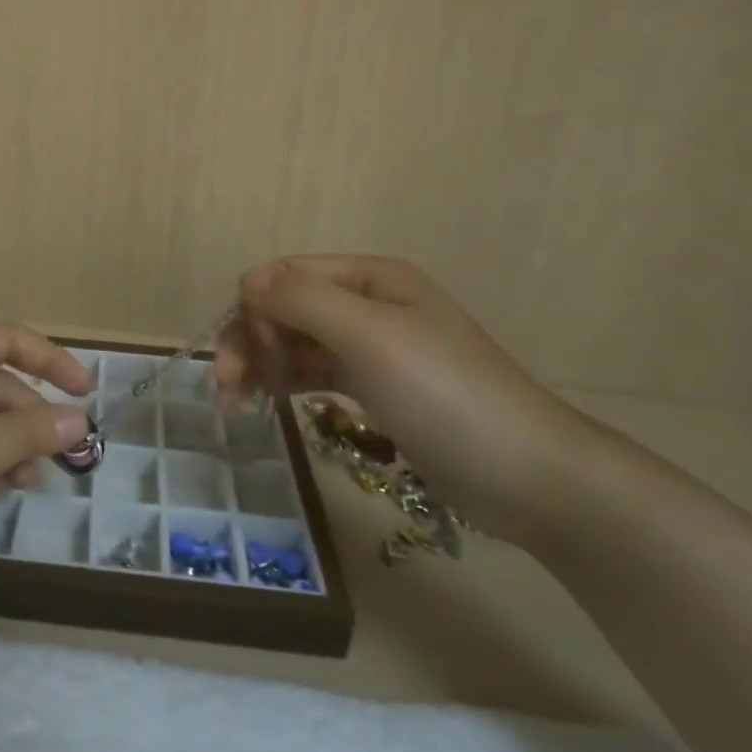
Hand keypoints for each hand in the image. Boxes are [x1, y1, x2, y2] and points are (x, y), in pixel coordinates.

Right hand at [213, 254, 600, 542]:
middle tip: (223, 387)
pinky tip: (263, 400)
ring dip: (259, 363)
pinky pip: (313, 371)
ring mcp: (371, 347)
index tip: (242, 355)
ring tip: (231, 402)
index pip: (286, 275)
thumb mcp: (368, 335)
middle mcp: (367, 304)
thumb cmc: (444, 393)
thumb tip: (246, 282)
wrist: (528, 476)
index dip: (254, 308)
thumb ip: (300, 300)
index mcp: (370, 277)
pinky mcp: (374, 387)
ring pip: (294, 342)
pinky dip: (284, 381)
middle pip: (286, 309)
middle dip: (250, 340)